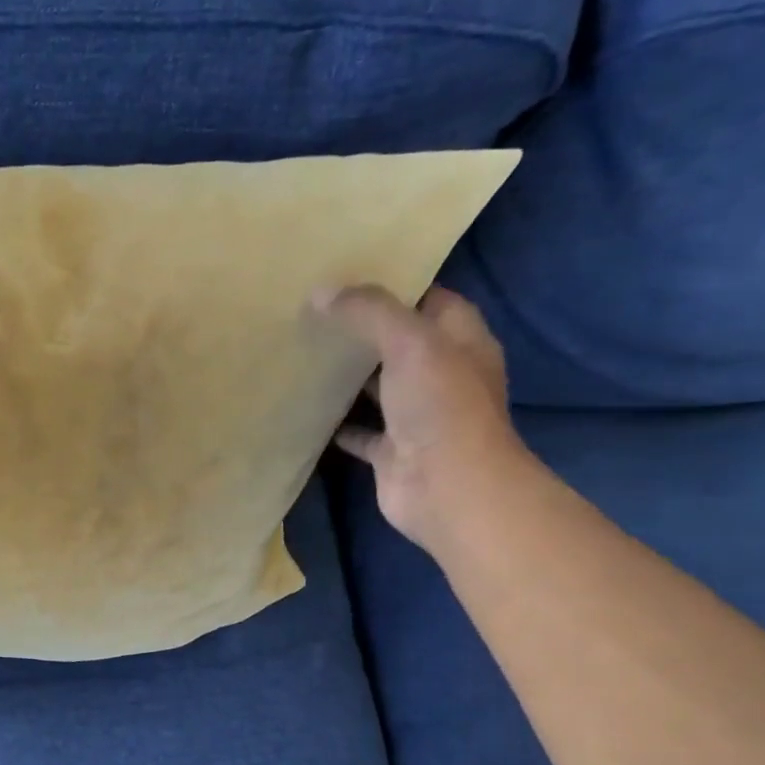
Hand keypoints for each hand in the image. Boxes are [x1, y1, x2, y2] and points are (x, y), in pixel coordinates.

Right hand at [319, 284, 534, 552]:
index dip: (396, 286)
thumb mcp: (409, 342)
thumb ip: (369, 312)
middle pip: (399, 343)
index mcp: (460, 341)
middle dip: (363, 330)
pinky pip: (359, 431)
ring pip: (377, 387)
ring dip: (348, 377)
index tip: (349, 275)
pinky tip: (305, 408)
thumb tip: (321, 292)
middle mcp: (441, 375)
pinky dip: (336, 423)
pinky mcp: (391, 450)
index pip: (430, 300)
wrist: (447, 488)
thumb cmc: (440, 407)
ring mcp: (416, 416)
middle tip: (315, 312)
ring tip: (304, 353)